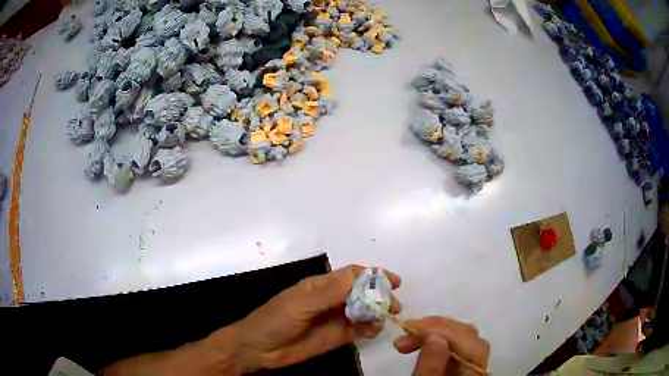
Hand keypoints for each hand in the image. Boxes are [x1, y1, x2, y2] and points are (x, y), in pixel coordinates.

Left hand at [229, 265, 401, 372]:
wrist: (259, 349)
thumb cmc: (276, 320)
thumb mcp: (301, 303)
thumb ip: (331, 292)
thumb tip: (361, 275)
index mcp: (322, 286)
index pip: (353, 275)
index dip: (374, 276)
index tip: (394, 282)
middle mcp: (331, 300)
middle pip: (363, 293)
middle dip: (380, 296)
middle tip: (394, 306)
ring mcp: (335, 319)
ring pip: (364, 311)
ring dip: (376, 313)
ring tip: (382, 320)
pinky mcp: (336, 336)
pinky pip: (358, 330)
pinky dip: (369, 329)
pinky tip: (372, 332)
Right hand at [393, 317, 489, 375]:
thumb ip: (429, 369)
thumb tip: (435, 337)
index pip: (470, 343)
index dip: (443, 330)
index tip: (409, 328)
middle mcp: (478, 367)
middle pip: (468, 336)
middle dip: (436, 329)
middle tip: (405, 333)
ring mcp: (472, 366)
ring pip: (463, 338)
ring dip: (435, 332)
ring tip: (408, 340)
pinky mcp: (461, 367)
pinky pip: (456, 346)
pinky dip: (437, 340)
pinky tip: (422, 344)